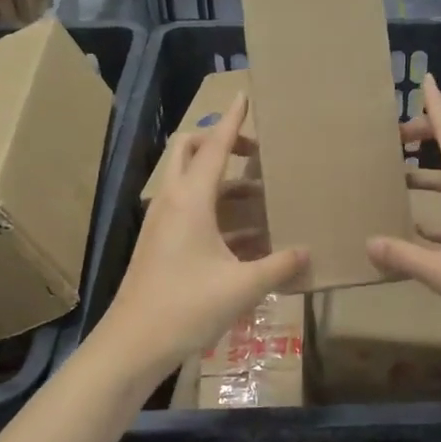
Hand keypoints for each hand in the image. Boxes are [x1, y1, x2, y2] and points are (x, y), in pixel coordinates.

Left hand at [98, 95, 307, 377]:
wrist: (132, 345)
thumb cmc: (186, 307)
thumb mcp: (242, 286)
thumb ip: (279, 266)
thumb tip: (308, 253)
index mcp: (190, 200)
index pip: (214, 146)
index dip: (232, 120)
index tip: (245, 95)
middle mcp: (172, 202)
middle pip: (189, 151)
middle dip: (220, 141)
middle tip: (254, 152)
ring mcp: (162, 223)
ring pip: (190, 182)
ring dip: (222, 179)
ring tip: (261, 193)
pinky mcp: (160, 243)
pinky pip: (189, 209)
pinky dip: (216, 208)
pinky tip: (247, 233)